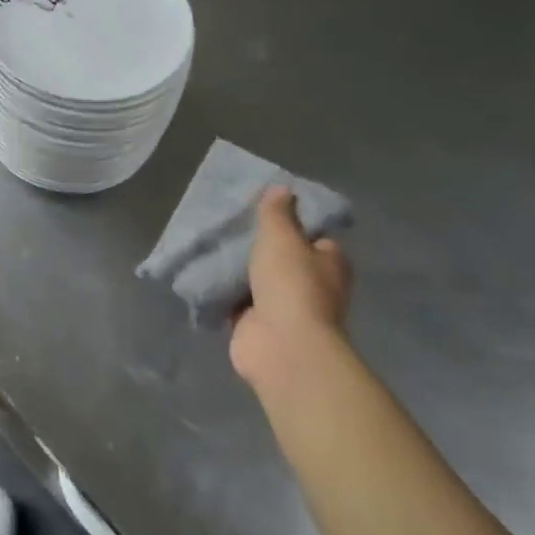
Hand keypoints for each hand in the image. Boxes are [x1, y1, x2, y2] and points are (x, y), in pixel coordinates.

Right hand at [229, 187, 352, 398]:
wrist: (280, 345)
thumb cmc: (291, 284)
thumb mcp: (282, 237)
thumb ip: (277, 213)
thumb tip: (282, 189)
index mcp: (330, 262)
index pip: (313, 236)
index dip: (292, 223)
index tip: (264, 211)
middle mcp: (313, 285)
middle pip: (284, 259)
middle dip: (260, 248)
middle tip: (231, 227)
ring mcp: (286, 309)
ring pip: (258, 281)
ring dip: (240, 271)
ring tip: (211, 245)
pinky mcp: (259, 326)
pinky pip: (238, 302)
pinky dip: (224, 293)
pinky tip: (204, 274)